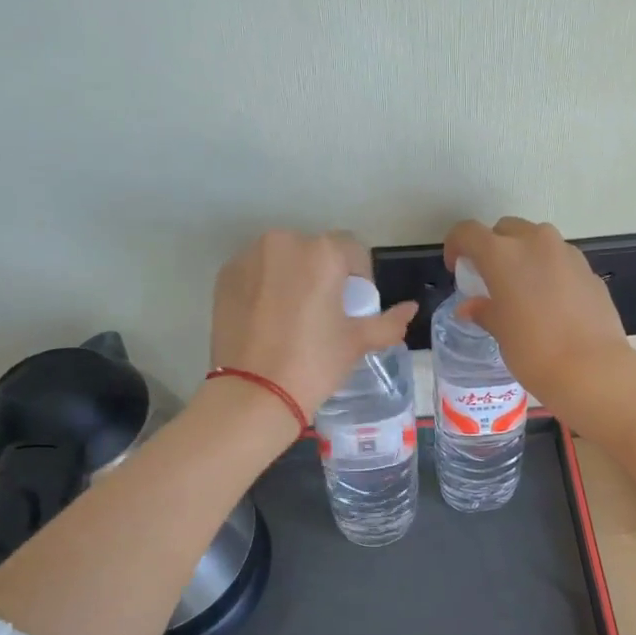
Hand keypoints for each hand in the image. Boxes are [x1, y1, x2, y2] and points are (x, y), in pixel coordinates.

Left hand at [210, 231, 415, 418]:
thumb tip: (411, 309)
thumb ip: (389, 322)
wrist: (255, 392)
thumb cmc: (314, 363)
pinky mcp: (225, 276)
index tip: (354, 308)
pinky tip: (268, 320)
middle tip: (324, 314)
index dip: (360, 278)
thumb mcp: (357, 342)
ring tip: (294, 318)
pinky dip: (265, 287)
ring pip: (283, 259)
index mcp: (321, 252)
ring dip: (294, 278)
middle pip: (315, 251)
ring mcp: (248, 257)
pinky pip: (256, 272)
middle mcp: (283, 242)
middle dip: (324, 275)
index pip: (352, 250)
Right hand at [442, 217, 635, 412]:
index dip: (456, 246)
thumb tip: (471, 307)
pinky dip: (550, 272)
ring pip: (538, 241)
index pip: (468, 233)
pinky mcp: (589, 271)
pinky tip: (552, 303)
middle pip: (506, 230)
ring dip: (524, 256)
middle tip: (490, 278)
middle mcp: (536, 242)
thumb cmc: (534, 351)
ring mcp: (567, 254)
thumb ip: (484, 311)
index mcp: (503, 254)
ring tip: (523, 289)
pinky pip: (561, 261)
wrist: (592, 369)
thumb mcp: (501, 333)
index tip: (456, 267)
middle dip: (494, 247)